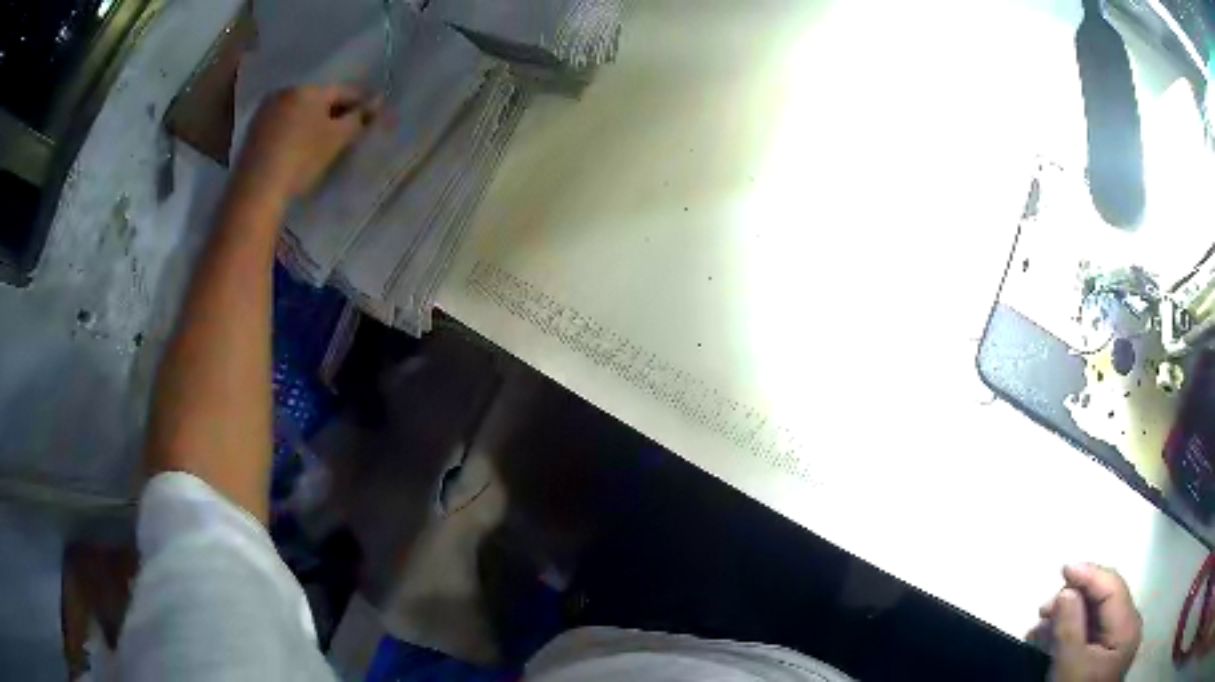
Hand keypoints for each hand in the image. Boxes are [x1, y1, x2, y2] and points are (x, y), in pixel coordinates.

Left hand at [234, 85, 377, 200]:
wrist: (256, 191)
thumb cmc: (301, 159)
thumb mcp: (337, 139)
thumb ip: (359, 118)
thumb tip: (376, 103)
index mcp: (308, 89)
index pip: (343, 91)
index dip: (361, 103)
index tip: (374, 115)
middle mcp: (285, 92)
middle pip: (318, 100)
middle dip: (335, 113)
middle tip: (349, 131)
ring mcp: (265, 112)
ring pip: (298, 112)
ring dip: (313, 123)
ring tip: (325, 143)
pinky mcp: (252, 133)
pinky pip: (282, 126)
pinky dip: (294, 133)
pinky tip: (299, 149)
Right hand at [1034, 564, 1141, 681]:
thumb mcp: (1069, 667)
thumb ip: (1070, 626)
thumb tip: (1066, 591)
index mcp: (1128, 628)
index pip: (1113, 588)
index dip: (1090, 574)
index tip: (1064, 567)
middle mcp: (1128, 630)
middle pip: (1106, 601)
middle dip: (1076, 598)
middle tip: (1045, 606)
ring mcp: (1119, 645)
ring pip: (1098, 619)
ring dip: (1071, 617)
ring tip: (1042, 624)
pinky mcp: (1107, 659)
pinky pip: (1094, 635)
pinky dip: (1074, 633)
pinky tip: (1054, 638)